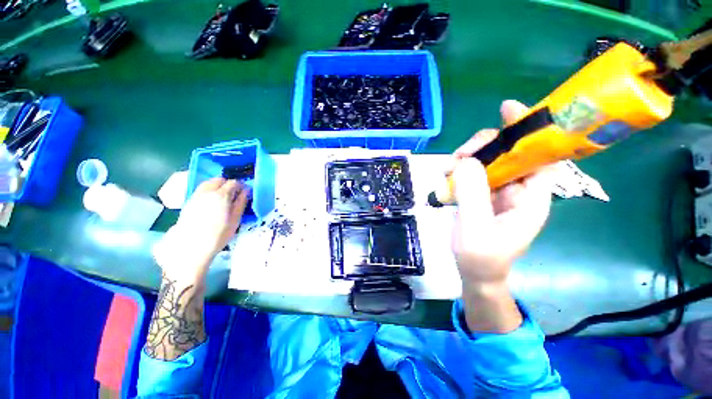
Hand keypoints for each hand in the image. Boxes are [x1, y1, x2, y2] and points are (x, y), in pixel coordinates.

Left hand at [153, 177, 249, 284]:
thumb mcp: (235, 220)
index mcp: (221, 195)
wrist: (191, 246)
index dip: (241, 186)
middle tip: (235, 194)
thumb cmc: (218, 234)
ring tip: (223, 197)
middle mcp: (207, 191)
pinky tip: (212, 201)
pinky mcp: (189, 201)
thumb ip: (241, 203)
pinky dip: (209, 190)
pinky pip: (201, 189)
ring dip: (218, 186)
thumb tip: (246, 191)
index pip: (233, 183)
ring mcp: (196, 195)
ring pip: (208, 183)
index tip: (245, 192)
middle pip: (219, 180)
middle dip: (228, 184)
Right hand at [451, 100, 553, 331]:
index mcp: (530, 200)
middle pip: (507, 153)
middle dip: (483, 148)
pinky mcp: (483, 195)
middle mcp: (518, 190)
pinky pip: (473, 173)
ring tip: (448, 171)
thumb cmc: (480, 258)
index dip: (529, 131)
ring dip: (466, 160)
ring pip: (487, 161)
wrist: (474, 273)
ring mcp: (498, 192)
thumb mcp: (475, 229)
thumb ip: (473, 196)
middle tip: (458, 157)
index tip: (508, 109)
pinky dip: (458, 171)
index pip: (539, 157)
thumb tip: (466, 162)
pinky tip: (447, 180)